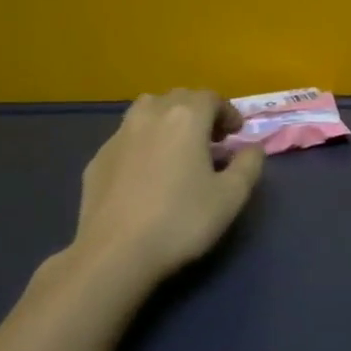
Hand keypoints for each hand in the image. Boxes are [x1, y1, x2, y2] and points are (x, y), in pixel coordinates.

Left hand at [72, 90, 264, 283]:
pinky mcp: (98, 159)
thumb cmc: (181, 220)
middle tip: (211, 140)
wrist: (115, 252)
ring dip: (168, 121)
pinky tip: (148, 173)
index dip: (227, 112)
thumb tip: (252, 148)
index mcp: (185, 118)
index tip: (236, 134)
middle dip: (198, 112)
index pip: (210, 97)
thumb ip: (249, 165)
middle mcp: (150, 116)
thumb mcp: (231, 196)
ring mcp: (119, 136)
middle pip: (178, 98)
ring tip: (178, 149)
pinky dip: (144, 143)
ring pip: (147, 111)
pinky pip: (127, 138)